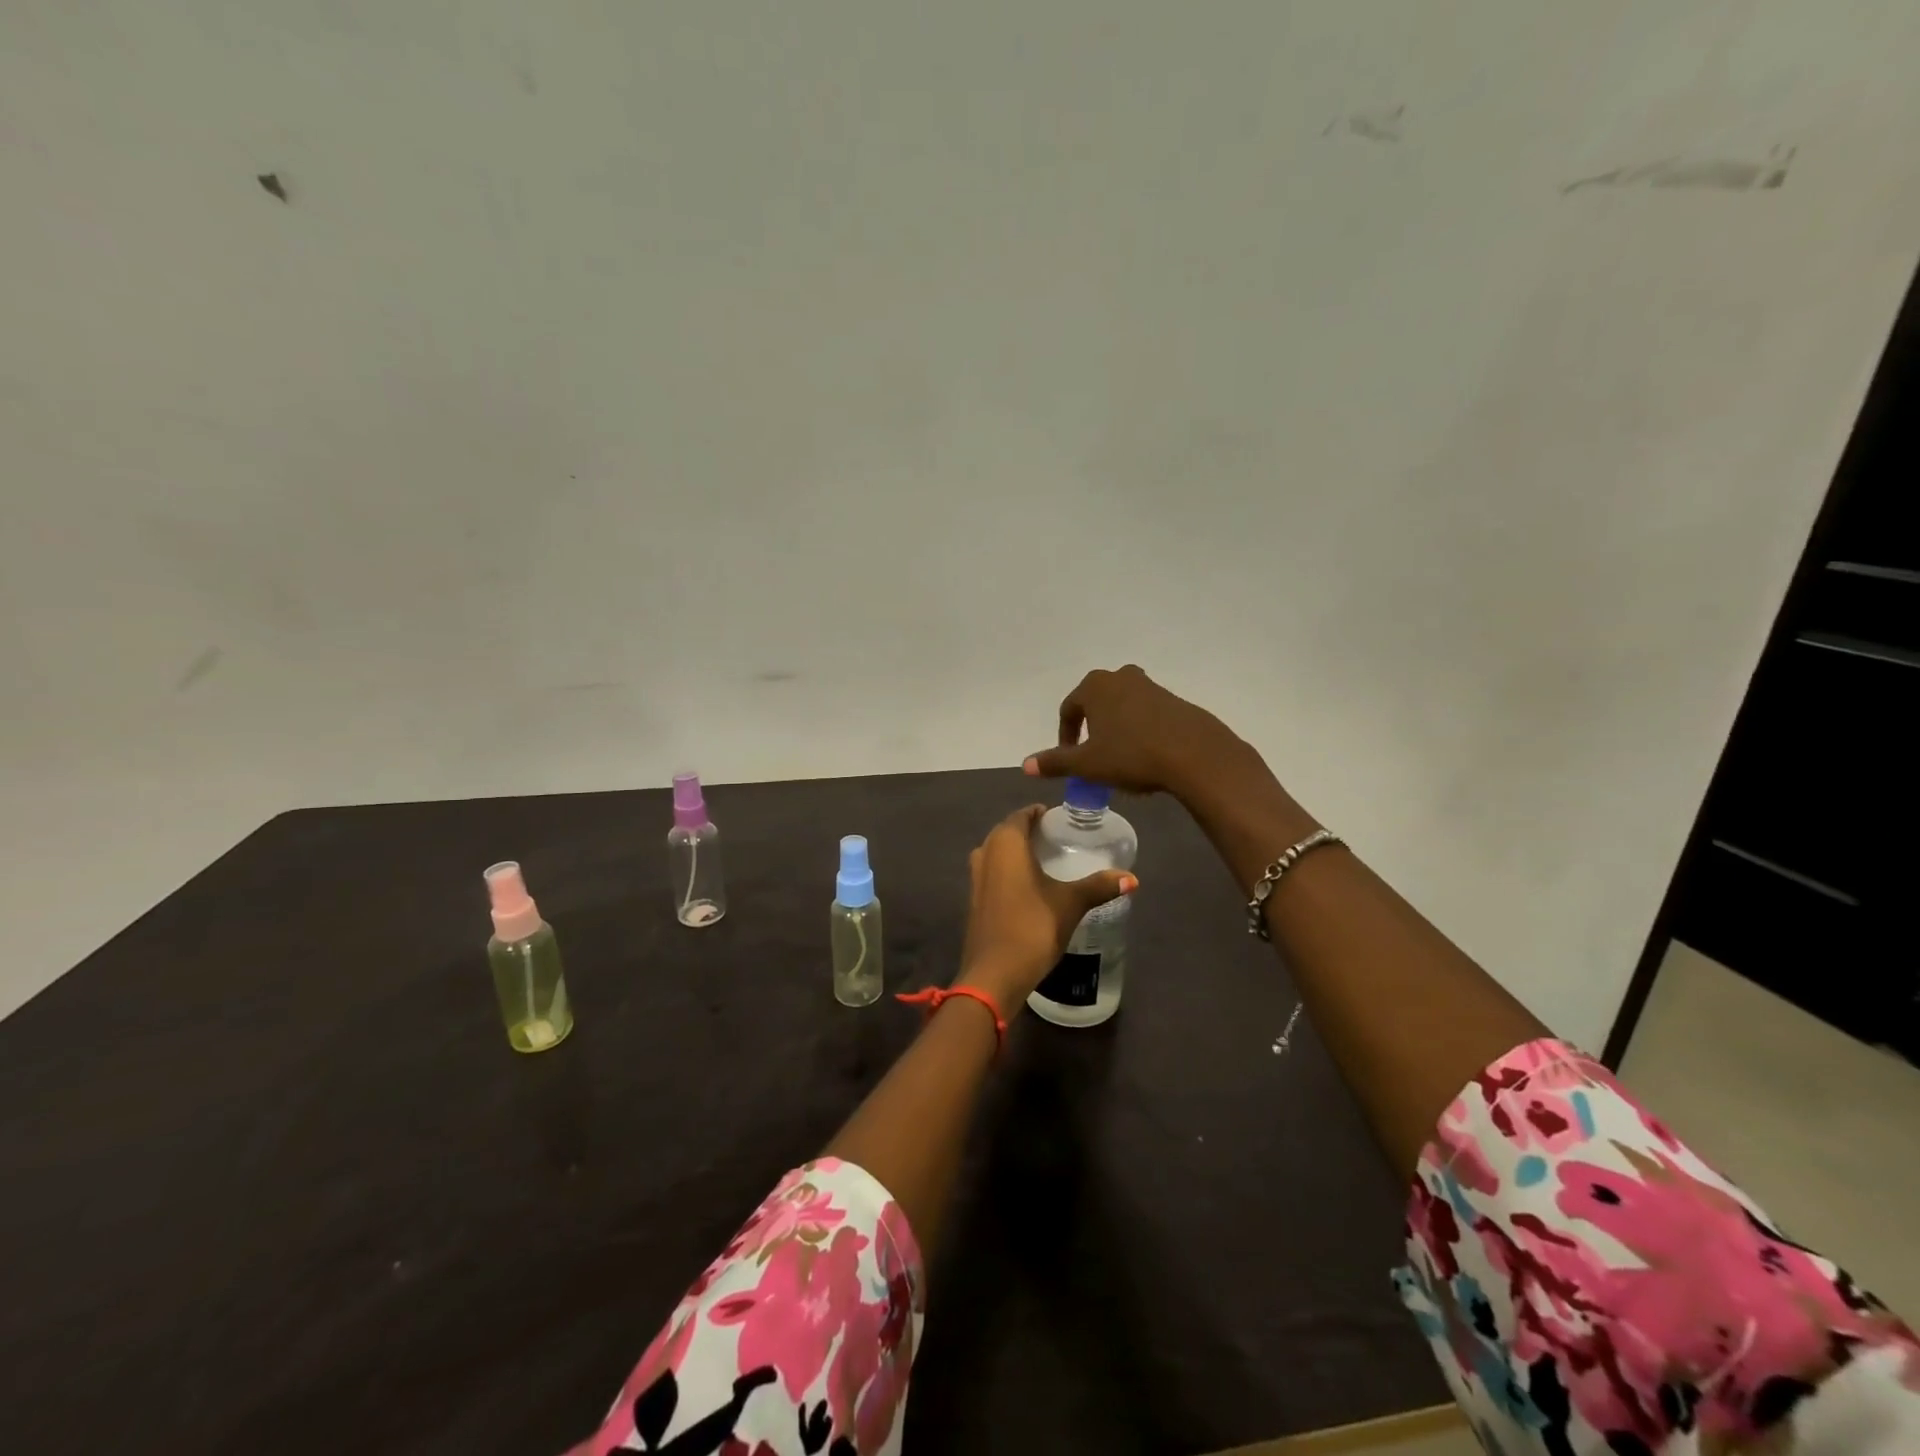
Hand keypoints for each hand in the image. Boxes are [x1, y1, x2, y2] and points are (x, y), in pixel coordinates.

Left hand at [956, 805, 1135, 1011]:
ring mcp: (975, 878)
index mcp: (1005, 843)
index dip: (1040, 813)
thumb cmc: (1032, 927)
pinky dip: (1010, 871)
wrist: (995, 974)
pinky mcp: (974, 900)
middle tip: (1059, 839)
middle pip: (1008, 832)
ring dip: (1018, 853)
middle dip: (1030, 832)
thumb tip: (1132, 878)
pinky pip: (993, 873)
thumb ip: (1099, 886)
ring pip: (998, 853)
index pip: (1021, 815)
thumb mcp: (1071, 903)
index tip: (1061, 819)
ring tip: (1048, 861)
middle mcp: (985, 853)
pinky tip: (1031, 886)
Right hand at [1022, 664, 1253, 799]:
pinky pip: (1146, 714)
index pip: (1069, 709)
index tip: (1070, 759)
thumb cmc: (1131, 754)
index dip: (1065, 736)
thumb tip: (1026, 765)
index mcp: (1094, 686)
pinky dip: (1139, 730)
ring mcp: (1150, 686)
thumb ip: (1055, 762)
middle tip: (1093, 756)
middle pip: (1096, 703)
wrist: (1194, 754)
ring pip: (1122, 707)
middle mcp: (1120, 677)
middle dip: (1091, 728)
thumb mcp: (1087, 764)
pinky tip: (1146, 755)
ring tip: (1120, 757)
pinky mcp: (1174, 700)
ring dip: (1116, 728)